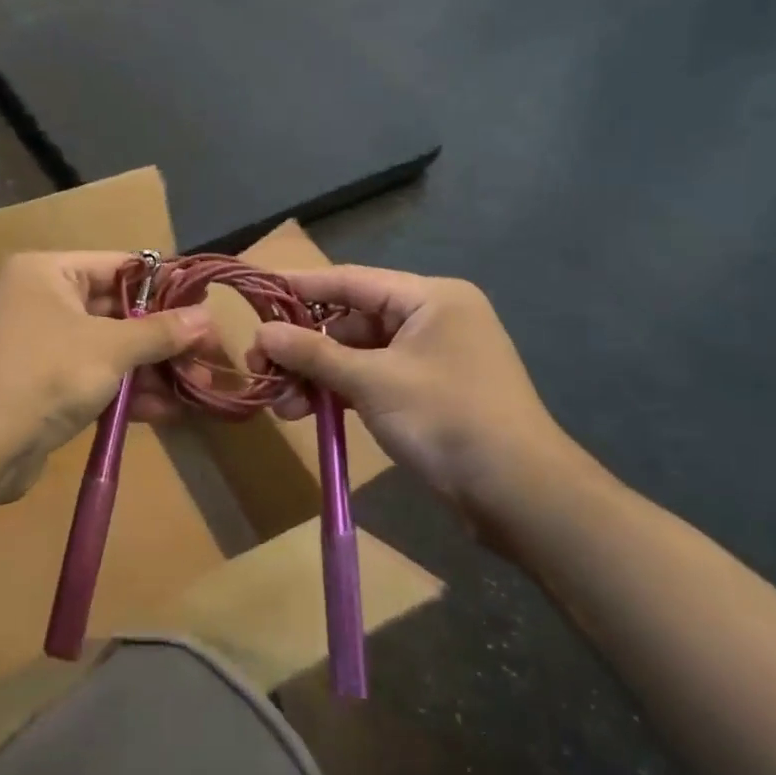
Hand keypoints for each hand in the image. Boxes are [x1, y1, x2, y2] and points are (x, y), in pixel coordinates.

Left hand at [0, 252, 218, 501]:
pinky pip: (91, 378)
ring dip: (151, 369)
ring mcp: (37, 345)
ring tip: (198, 388)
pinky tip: (167, 411)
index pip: (119, 266)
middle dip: (163, 338)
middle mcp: (38, 300)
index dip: (165, 286)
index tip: (205, 307)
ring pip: (107, 349)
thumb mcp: (110, 348)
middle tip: (208, 355)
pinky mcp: (38, 386)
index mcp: (47, 272)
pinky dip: (124, 392)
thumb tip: (207, 318)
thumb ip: (160, 332)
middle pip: (116, 311)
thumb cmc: (43, 375)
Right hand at [251, 267, 589, 538]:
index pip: (351, 280)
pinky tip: (306, 413)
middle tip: (260, 366)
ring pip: (357, 355)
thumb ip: (314, 354)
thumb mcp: (373, 382)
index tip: (257, 292)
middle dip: (304, 346)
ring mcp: (429, 358)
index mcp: (430, 298)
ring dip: (317, 376)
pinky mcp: (426, 392)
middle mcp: (431, 318)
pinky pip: (372, 380)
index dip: (300, 287)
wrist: (518, 493)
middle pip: (351, 320)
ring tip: (279, 404)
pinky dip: (340, 393)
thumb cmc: (447, 419)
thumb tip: (261, 334)